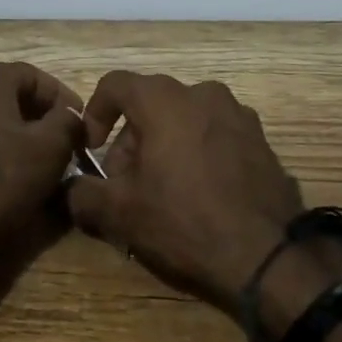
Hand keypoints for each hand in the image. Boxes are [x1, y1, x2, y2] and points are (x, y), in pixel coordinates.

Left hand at [0, 61, 85, 269]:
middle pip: (9, 97)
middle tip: (64, 142)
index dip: (61, 97)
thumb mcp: (52, 146)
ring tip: (41, 163)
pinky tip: (10, 178)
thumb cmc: (2, 177)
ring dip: (17, 136)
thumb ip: (68, 121)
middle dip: (39, 117)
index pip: (33, 75)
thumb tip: (70, 115)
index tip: (80, 123)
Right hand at [67, 72, 315, 317]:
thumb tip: (72, 188)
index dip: (95, 113)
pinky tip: (199, 196)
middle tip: (125, 183)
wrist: (270, 257)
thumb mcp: (119, 213)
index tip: (93, 150)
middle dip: (130, 139)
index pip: (115, 84)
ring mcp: (238, 115)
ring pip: (184, 119)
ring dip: (165, 146)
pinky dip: (198, 154)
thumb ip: (82, 194)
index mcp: (164, 100)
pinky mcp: (262, 141)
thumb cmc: (184, 222)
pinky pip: (215, 135)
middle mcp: (202, 94)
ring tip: (162, 192)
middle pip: (150, 104)